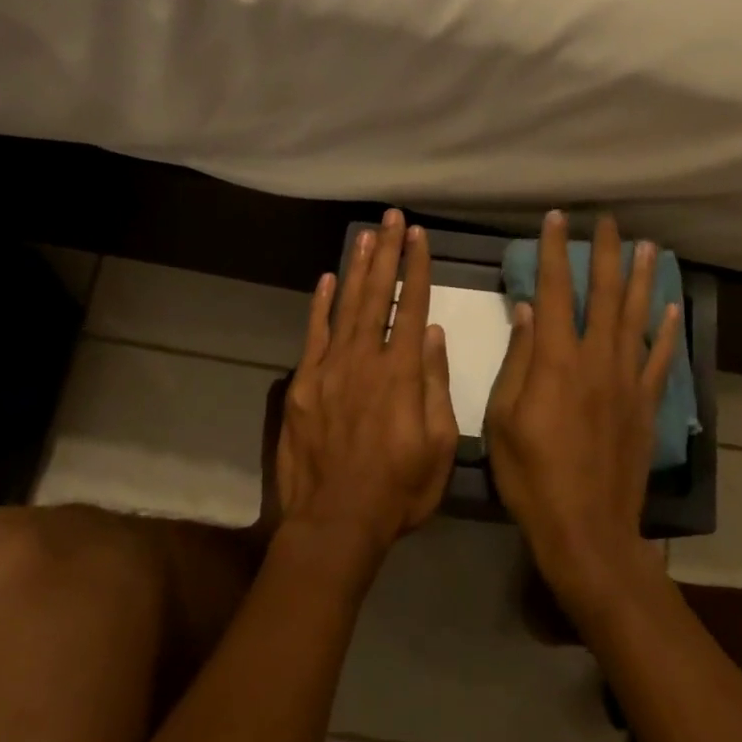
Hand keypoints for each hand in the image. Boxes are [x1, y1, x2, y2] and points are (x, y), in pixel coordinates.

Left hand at [271, 210, 457, 569]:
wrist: (334, 523)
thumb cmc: (398, 490)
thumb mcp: (439, 446)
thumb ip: (436, 386)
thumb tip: (435, 335)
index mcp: (402, 375)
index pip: (412, 308)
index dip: (417, 269)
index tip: (419, 237)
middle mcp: (365, 361)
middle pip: (377, 296)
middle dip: (387, 254)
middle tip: (392, 218)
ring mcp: (328, 370)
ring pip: (346, 307)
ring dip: (357, 268)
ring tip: (367, 234)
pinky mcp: (303, 385)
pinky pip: (313, 335)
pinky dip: (320, 305)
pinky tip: (328, 279)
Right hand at [485, 211, 681, 605]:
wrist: (586, 527)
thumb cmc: (532, 475)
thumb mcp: (503, 419)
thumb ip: (518, 361)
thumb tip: (527, 311)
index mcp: (555, 361)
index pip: (552, 292)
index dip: (554, 252)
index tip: (557, 220)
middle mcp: (595, 359)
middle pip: (603, 295)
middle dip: (605, 255)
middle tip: (610, 223)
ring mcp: (626, 381)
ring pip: (636, 318)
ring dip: (641, 280)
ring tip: (649, 248)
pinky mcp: (645, 404)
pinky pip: (659, 359)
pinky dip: (665, 332)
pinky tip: (670, 309)